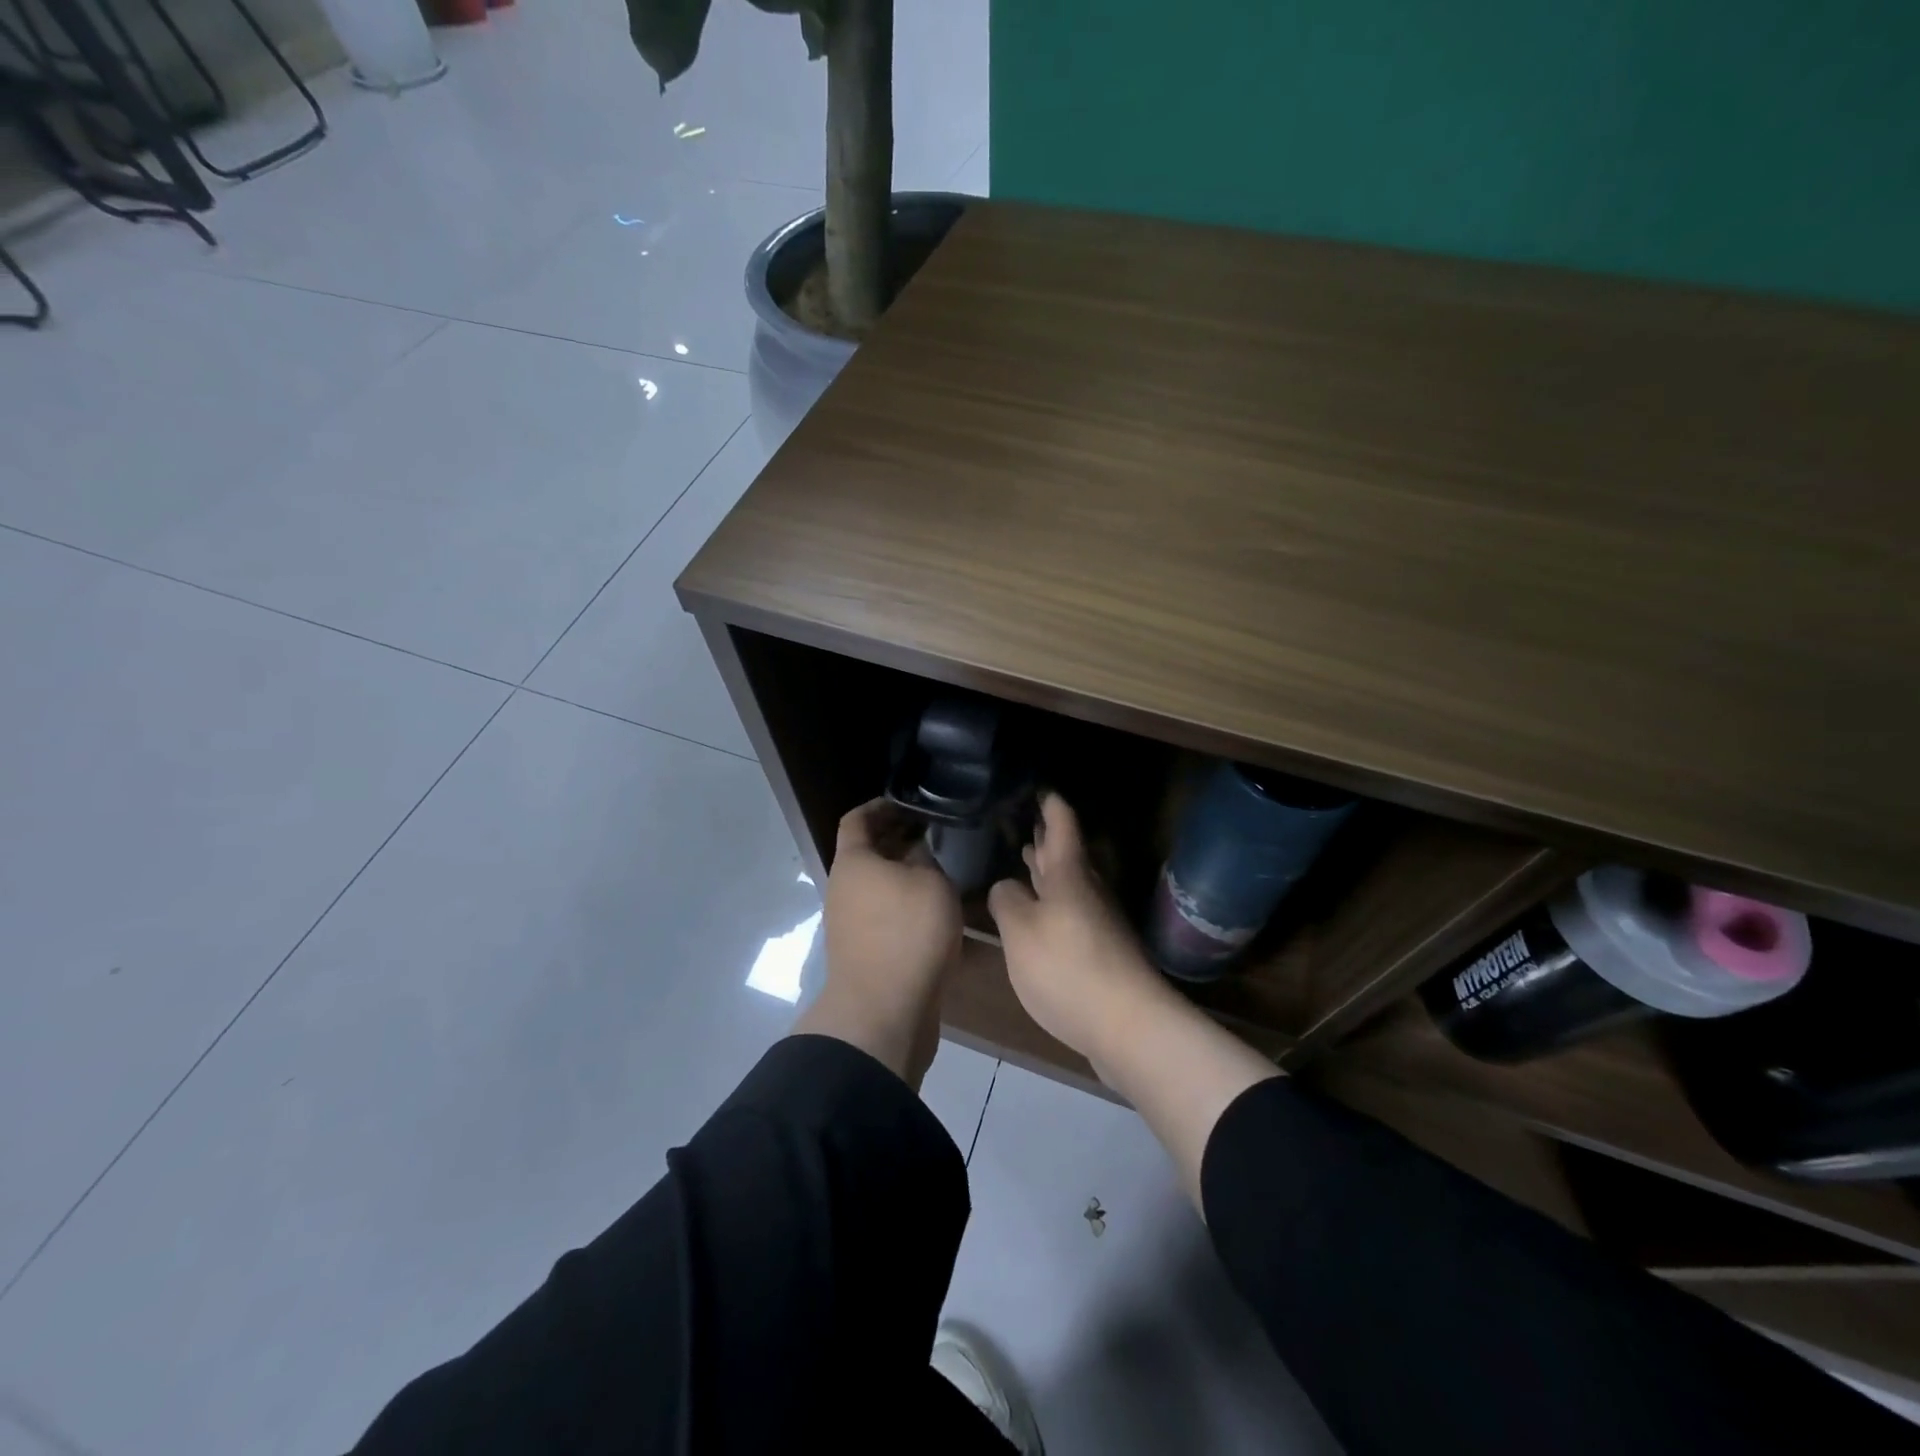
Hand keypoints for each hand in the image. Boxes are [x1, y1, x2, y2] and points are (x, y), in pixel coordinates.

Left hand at [794, 799, 962, 1086]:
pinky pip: (883, 914)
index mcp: (853, 862)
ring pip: (877, 885)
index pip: (858, 819)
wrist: (884, 1012)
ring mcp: (849, 923)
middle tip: (935, 835)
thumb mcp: (931, 883)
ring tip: (941, 870)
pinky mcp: (863, 952)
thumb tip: (918, 851)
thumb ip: (926, 859)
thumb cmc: (908, 933)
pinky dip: (904, 904)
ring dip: (904, 875)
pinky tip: (935, 910)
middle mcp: (843, 888)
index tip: (911, 803)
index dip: (881, 806)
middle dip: (898, 841)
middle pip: (867, 853)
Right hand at [987, 792, 1170, 1062]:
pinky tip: (1039, 915)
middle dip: (1046, 838)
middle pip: (1067, 854)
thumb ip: (1007, 901)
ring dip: (1048, 871)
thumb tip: (1007, 887)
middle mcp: (1089, 890)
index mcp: (1069, 874)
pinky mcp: (1102, 952)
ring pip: (1070, 884)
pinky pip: (1072, 912)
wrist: (1129, 1026)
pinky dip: (1053, 903)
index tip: (1039, 786)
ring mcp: (1100, 922)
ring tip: (1026, 859)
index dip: (1050, 803)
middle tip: (1024, 821)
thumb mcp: (1020, 930)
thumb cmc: (1068, 967)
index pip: (1061, 823)